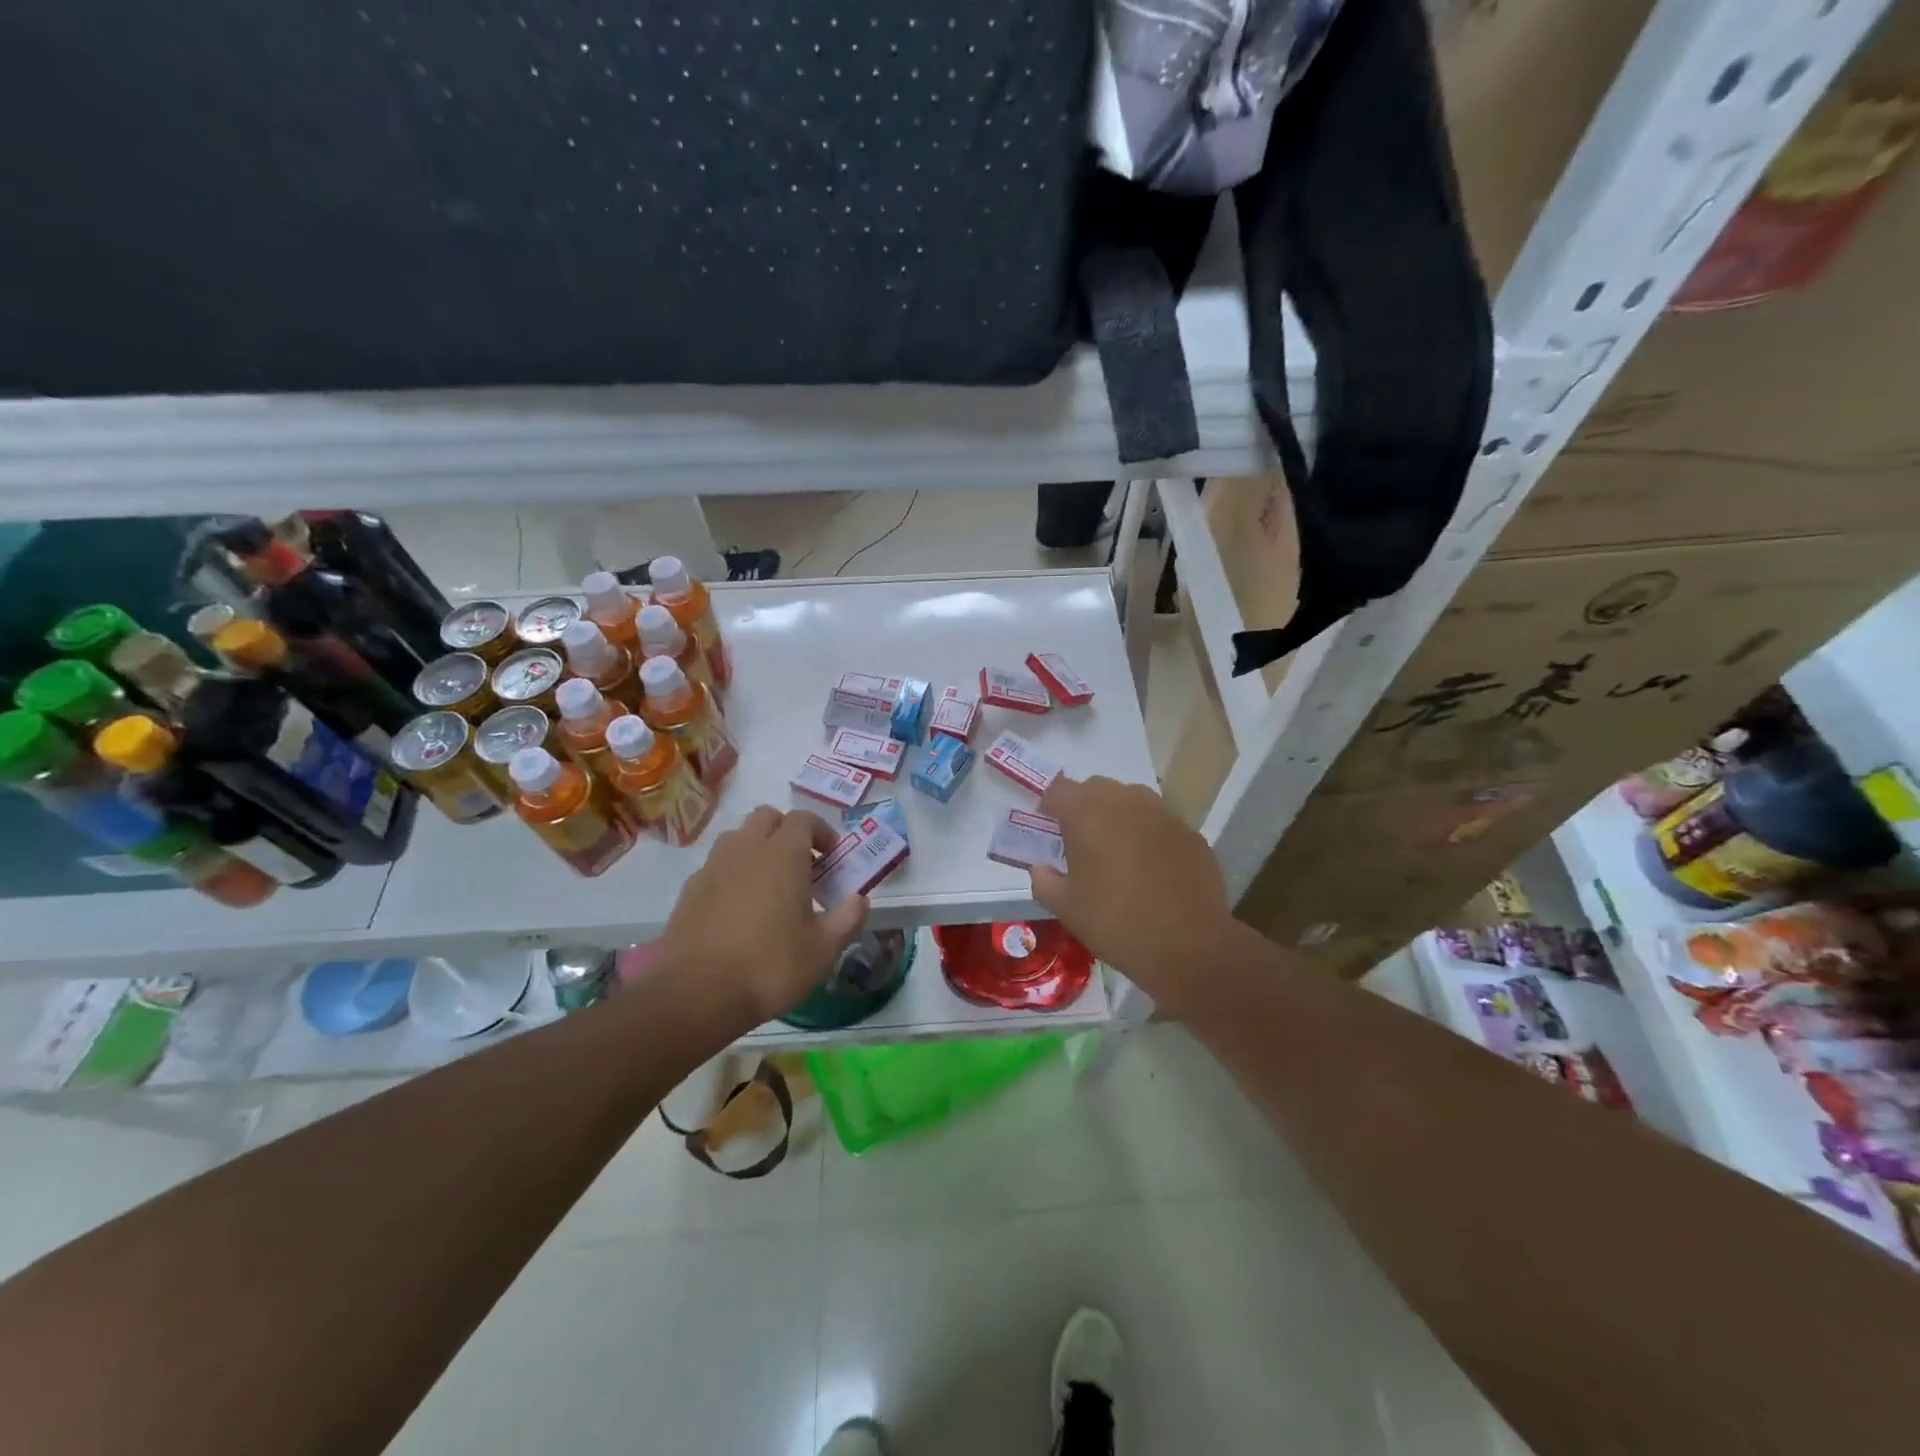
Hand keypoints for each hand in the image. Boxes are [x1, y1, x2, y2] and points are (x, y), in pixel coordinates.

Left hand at [658, 806, 869, 1025]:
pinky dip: (733, 873)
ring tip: (770, 884)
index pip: (804, 819)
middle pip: (767, 817)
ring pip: (738, 837)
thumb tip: (860, 899)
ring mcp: (713, 867)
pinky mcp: (690, 890)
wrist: (697, 994)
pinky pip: (717, 866)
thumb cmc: (771, 966)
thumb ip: (848, 918)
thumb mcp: (824, 950)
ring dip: (758, 848)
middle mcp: (746, 849)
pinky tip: (739, 909)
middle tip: (802, 866)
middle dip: (787, 832)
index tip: (832, 858)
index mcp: (783, 854)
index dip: (821, 831)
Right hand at [1030, 775, 1235, 1009]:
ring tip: (1116, 847)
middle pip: (1096, 787)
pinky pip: (1159, 822)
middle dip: (1083, 805)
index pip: (1059, 789)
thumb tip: (1040, 868)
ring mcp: (1162, 814)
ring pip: (1131, 798)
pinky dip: (1148, 833)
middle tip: (1080, 838)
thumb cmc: (1116, 923)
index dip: (1050, 803)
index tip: (1047, 824)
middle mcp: (1125, 802)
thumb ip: (1044, 881)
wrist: (1188, 947)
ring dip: (1117, 814)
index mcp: (1087, 814)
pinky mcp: (1189, 833)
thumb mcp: (1066, 909)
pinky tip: (1150, 865)